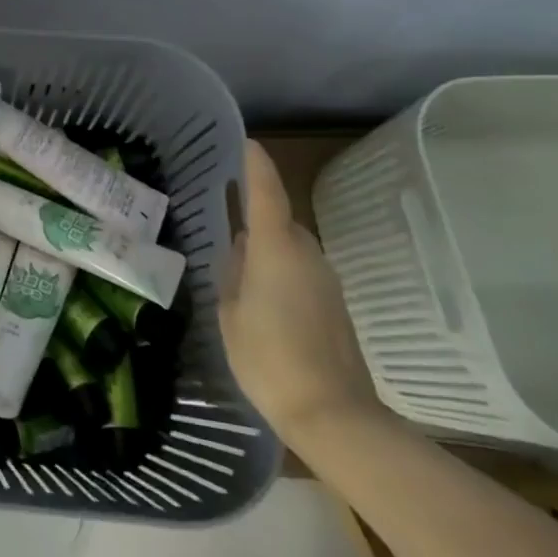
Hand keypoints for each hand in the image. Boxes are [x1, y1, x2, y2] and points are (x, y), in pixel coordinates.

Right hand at [218, 141, 379, 449]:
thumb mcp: (231, 313)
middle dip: (254, 213)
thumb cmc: (270, 358)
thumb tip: (239, 249)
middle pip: (279, 218)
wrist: (335, 416)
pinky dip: (281, 269)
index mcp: (275, 248)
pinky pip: (301, 269)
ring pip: (290, 246)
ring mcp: (325, 279)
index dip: (255, 163)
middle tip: (222, 215)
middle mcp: (305, 253)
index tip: (245, 141)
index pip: (267, 191)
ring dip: (267, 246)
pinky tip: (262, 296)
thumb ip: (232, 273)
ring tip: (237, 263)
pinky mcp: (334, 303)